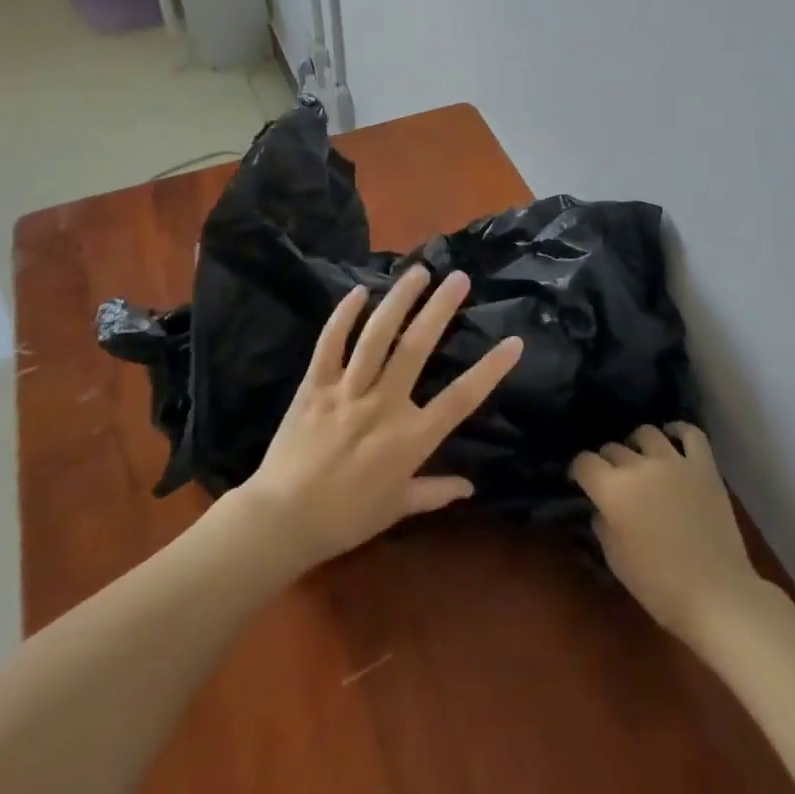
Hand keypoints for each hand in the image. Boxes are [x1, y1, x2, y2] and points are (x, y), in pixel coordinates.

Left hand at [234, 266, 522, 571]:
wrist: (280, 522)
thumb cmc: (345, 519)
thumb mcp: (396, 508)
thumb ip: (434, 492)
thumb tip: (470, 487)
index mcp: (409, 438)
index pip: (460, 398)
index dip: (490, 370)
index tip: (514, 342)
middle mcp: (383, 406)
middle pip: (417, 348)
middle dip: (440, 309)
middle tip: (459, 278)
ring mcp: (346, 391)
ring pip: (376, 337)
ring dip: (398, 301)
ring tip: (418, 272)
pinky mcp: (314, 386)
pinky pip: (330, 345)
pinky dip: (343, 317)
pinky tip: (359, 291)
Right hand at [570, 423, 762, 643]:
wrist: (715, 593)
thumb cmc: (658, 586)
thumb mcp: (616, 561)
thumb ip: (603, 525)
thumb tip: (602, 508)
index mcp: (613, 490)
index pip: (584, 462)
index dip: (579, 470)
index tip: (581, 481)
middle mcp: (639, 466)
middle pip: (613, 448)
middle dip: (607, 462)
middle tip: (613, 480)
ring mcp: (674, 461)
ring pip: (647, 432)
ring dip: (637, 445)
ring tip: (641, 459)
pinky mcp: (704, 465)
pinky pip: (690, 433)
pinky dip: (678, 430)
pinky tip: (672, 438)